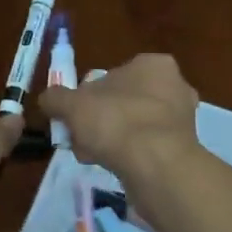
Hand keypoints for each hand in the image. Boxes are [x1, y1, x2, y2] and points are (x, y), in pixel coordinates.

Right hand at [38, 53, 199, 182]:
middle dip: (99, 120)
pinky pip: (147, 147)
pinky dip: (129, 155)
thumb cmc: (116, 122)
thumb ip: (56, 98)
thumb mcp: (72, 105)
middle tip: (80, 138)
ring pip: (133, 125)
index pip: (112, 75)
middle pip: (122, 102)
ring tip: (93, 156)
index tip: (74, 117)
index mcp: (153, 65)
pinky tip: (113, 167)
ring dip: (112, 139)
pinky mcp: (184, 148)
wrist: (157, 167)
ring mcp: (182, 119)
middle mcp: (174, 86)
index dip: (87, 97)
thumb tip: (48, 99)